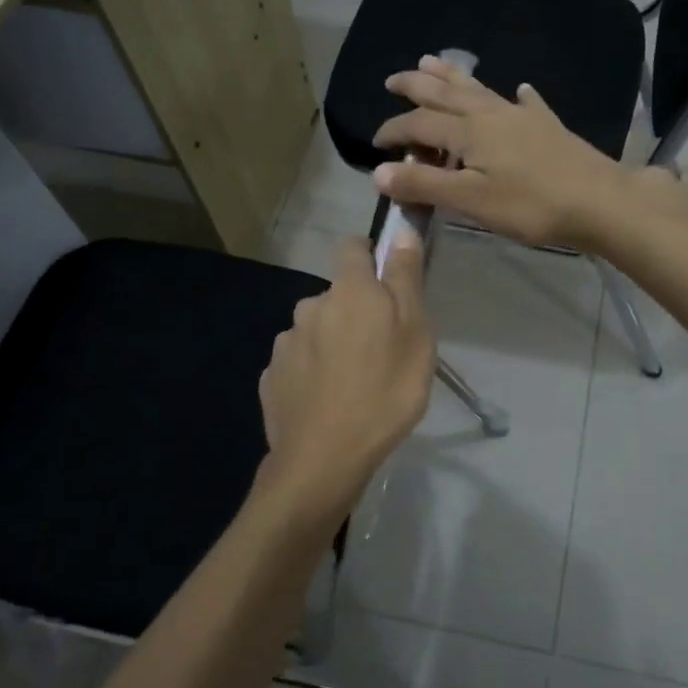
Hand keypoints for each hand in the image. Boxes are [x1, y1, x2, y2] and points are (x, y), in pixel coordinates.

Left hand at [256, 234, 434, 529]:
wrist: (325, 457)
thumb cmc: (385, 391)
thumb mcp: (415, 332)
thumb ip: (405, 278)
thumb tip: (400, 230)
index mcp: (348, 291)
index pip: (352, 246)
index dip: (369, 256)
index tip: (386, 284)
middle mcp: (310, 306)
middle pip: (337, 295)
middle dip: (355, 311)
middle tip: (381, 350)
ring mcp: (286, 342)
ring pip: (316, 330)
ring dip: (332, 342)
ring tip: (353, 382)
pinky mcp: (272, 376)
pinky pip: (298, 362)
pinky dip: (312, 372)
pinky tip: (327, 401)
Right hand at [371, 55, 641, 249]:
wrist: (599, 201)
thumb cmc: (531, 205)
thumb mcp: (471, 201)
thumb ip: (424, 185)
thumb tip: (378, 172)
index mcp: (469, 132)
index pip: (420, 124)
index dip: (394, 130)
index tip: (375, 143)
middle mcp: (491, 114)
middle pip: (446, 94)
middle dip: (416, 85)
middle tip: (393, 79)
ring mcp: (522, 116)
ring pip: (479, 89)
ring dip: (453, 75)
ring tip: (432, 60)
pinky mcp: (548, 127)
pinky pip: (527, 103)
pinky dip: (517, 96)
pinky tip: (521, 90)